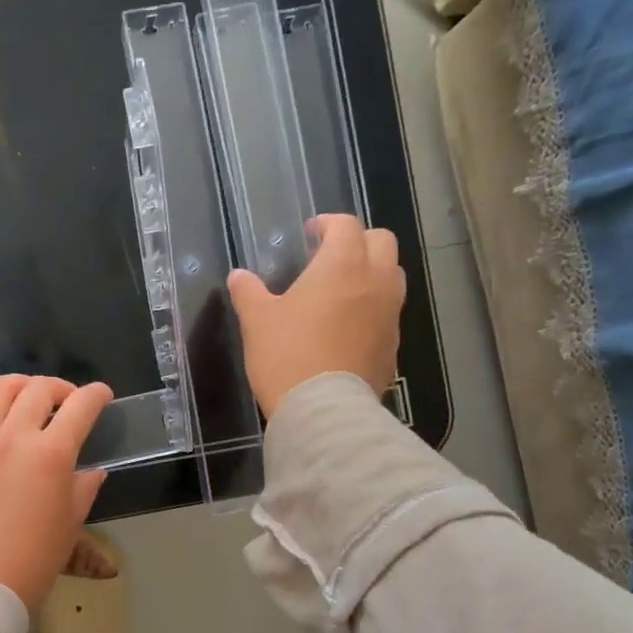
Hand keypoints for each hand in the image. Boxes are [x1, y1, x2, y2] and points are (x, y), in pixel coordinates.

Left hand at [0, 374, 113, 610]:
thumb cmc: (34, 560)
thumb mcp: (70, 524)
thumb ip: (84, 489)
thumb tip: (94, 471)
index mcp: (51, 454)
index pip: (80, 407)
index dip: (96, 395)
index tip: (102, 395)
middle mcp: (14, 437)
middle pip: (39, 389)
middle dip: (60, 388)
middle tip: (67, 402)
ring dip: (19, 386)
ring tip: (28, 399)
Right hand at [226, 214, 405, 418]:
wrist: (324, 409)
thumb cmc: (287, 355)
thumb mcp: (257, 321)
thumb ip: (248, 292)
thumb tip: (238, 276)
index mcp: (342, 264)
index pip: (345, 225)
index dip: (327, 224)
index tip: (310, 233)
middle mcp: (375, 280)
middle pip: (382, 242)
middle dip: (358, 241)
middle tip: (331, 256)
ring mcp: (390, 313)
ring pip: (392, 275)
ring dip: (372, 272)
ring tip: (343, 289)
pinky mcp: (393, 344)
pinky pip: (388, 312)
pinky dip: (373, 307)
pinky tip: (348, 326)